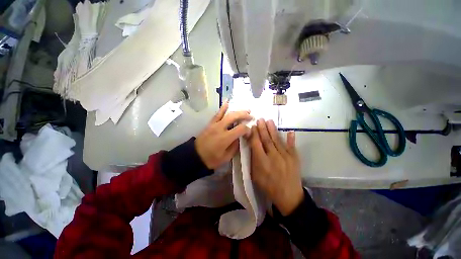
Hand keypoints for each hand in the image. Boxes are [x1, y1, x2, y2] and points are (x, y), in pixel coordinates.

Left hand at [195, 101, 251, 169]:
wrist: (195, 156)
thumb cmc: (211, 159)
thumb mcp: (226, 157)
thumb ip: (235, 147)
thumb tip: (240, 138)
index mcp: (225, 138)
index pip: (241, 129)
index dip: (247, 129)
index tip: (249, 133)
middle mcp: (220, 128)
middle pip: (234, 117)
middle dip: (244, 115)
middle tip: (251, 116)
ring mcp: (214, 124)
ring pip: (227, 114)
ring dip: (237, 111)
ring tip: (246, 110)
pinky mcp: (210, 124)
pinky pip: (217, 114)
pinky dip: (222, 108)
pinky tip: (227, 102)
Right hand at [248, 119, 303, 215]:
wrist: (289, 196)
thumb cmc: (268, 186)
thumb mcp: (255, 176)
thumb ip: (253, 161)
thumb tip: (252, 147)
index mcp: (262, 162)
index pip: (256, 144)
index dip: (254, 134)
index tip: (252, 126)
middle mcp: (273, 156)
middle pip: (267, 139)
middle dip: (262, 129)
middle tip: (260, 119)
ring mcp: (286, 156)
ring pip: (277, 140)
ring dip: (273, 130)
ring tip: (269, 121)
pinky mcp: (294, 158)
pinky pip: (292, 146)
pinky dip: (291, 139)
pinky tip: (290, 132)